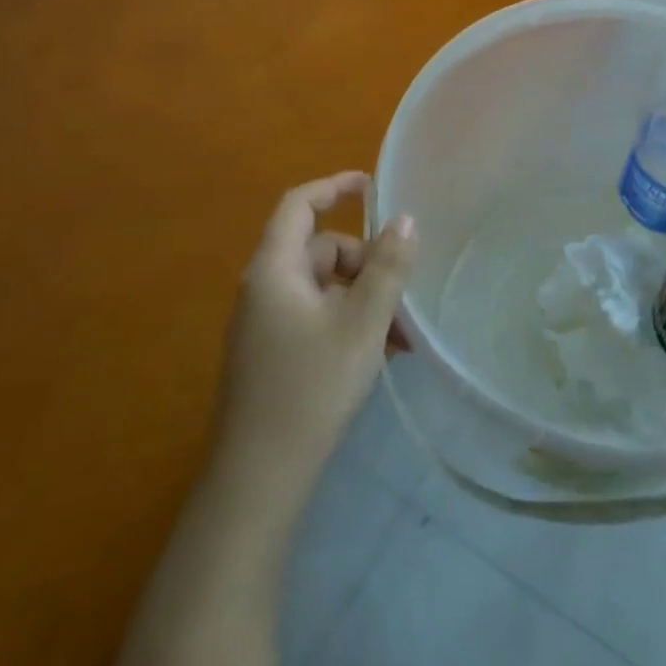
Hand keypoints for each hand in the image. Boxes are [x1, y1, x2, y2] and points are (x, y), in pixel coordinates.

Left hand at [212, 172, 416, 526]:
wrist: (259, 480)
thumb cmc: (311, 388)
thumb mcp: (362, 323)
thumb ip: (387, 267)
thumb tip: (406, 220)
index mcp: (275, 269)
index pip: (299, 205)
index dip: (335, 186)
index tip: (372, 186)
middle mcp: (265, 289)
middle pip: (321, 250)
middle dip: (367, 264)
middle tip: (404, 294)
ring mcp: (266, 324)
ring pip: (325, 289)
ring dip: (365, 299)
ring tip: (403, 336)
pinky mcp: (273, 354)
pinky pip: (318, 317)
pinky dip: (350, 322)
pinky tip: (383, 354)